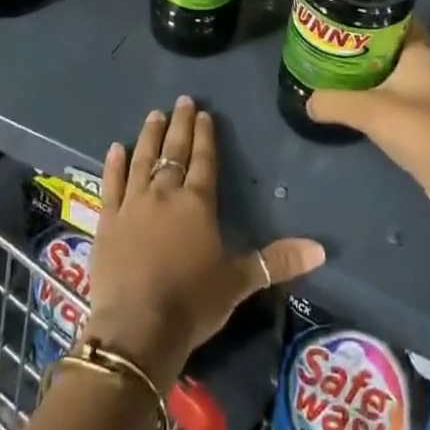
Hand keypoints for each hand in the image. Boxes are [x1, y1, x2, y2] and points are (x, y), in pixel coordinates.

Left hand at [84, 97, 323, 389]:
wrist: (136, 328)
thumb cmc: (192, 303)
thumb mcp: (239, 283)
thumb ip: (277, 261)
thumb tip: (322, 250)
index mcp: (197, 203)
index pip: (203, 160)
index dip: (205, 136)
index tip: (205, 113)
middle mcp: (165, 194)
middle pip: (173, 152)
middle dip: (180, 125)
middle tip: (182, 100)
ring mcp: (133, 204)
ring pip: (141, 159)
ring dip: (149, 136)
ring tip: (154, 115)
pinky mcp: (107, 220)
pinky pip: (111, 184)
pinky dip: (113, 165)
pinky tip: (114, 147)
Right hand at [306, 18, 429, 199]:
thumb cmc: (416, 128)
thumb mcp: (366, 110)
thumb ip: (333, 102)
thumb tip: (309, 102)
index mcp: (421, 52)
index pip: (398, 19)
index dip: (373, 14)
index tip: (345, 17)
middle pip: (395, 46)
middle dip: (367, 45)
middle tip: (335, 44)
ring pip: (398, 72)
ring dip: (375, 72)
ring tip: (341, 71)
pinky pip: (402, 95)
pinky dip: (383, 95)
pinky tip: (362, 104)